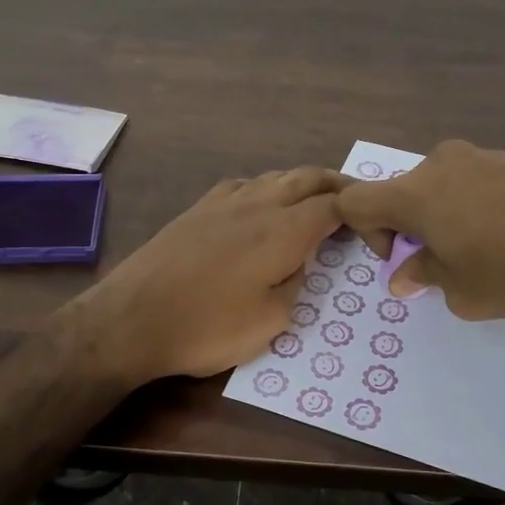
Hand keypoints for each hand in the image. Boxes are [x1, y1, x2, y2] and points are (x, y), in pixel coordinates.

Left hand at [69, 167, 345, 382]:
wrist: (131, 319)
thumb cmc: (207, 327)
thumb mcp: (270, 322)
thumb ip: (295, 285)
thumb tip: (297, 264)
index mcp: (282, 231)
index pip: (332, 206)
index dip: (358, 210)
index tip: (373, 222)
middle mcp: (257, 205)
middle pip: (306, 178)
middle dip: (336, 183)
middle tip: (356, 196)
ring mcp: (223, 202)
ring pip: (274, 176)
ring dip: (301, 182)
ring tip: (314, 198)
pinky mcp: (196, 209)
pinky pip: (243, 185)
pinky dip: (265, 187)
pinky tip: (261, 203)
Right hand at [333, 141, 504, 319]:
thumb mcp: (461, 291)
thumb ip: (424, 277)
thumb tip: (404, 274)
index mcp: (415, 193)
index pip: (356, 201)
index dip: (366, 233)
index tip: (402, 259)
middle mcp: (440, 165)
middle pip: (402, 193)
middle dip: (411, 229)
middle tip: (444, 264)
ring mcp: (480, 157)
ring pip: (440, 188)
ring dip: (444, 218)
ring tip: (484, 253)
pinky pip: (474, 183)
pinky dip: (474, 208)